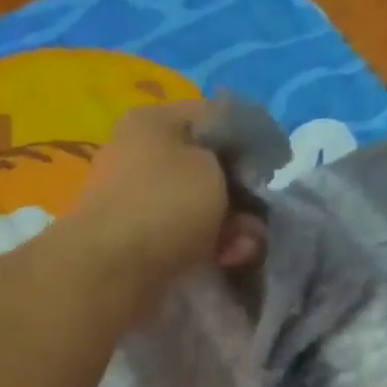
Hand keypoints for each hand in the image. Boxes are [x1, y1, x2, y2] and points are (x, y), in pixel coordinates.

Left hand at [73, 102, 267, 296]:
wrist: (111, 270)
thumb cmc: (165, 204)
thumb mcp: (213, 167)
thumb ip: (234, 164)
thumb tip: (231, 184)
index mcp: (153, 120)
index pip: (215, 116)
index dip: (251, 141)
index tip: (275, 169)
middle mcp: (139, 153)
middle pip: (209, 168)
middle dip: (241, 197)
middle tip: (256, 221)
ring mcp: (135, 198)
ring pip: (200, 207)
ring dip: (230, 228)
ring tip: (240, 251)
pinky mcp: (136, 238)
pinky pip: (184, 235)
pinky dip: (207, 247)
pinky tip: (222, 261)